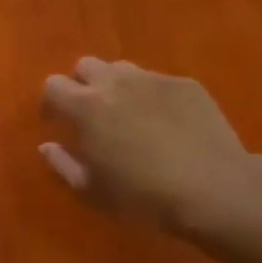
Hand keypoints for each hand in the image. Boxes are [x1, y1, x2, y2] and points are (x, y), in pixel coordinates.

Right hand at [40, 57, 261, 234]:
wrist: (214, 189)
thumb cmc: (144, 197)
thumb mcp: (93, 191)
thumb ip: (63, 164)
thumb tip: (47, 146)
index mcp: (86, 107)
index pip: (53, 85)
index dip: (51, 102)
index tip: (56, 121)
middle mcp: (115, 82)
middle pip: (86, 65)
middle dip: (82, 85)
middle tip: (92, 115)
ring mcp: (153, 79)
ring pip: (122, 69)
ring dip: (116, 86)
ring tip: (129, 114)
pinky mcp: (185, 84)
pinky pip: (158, 81)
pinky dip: (152, 96)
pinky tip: (167, 123)